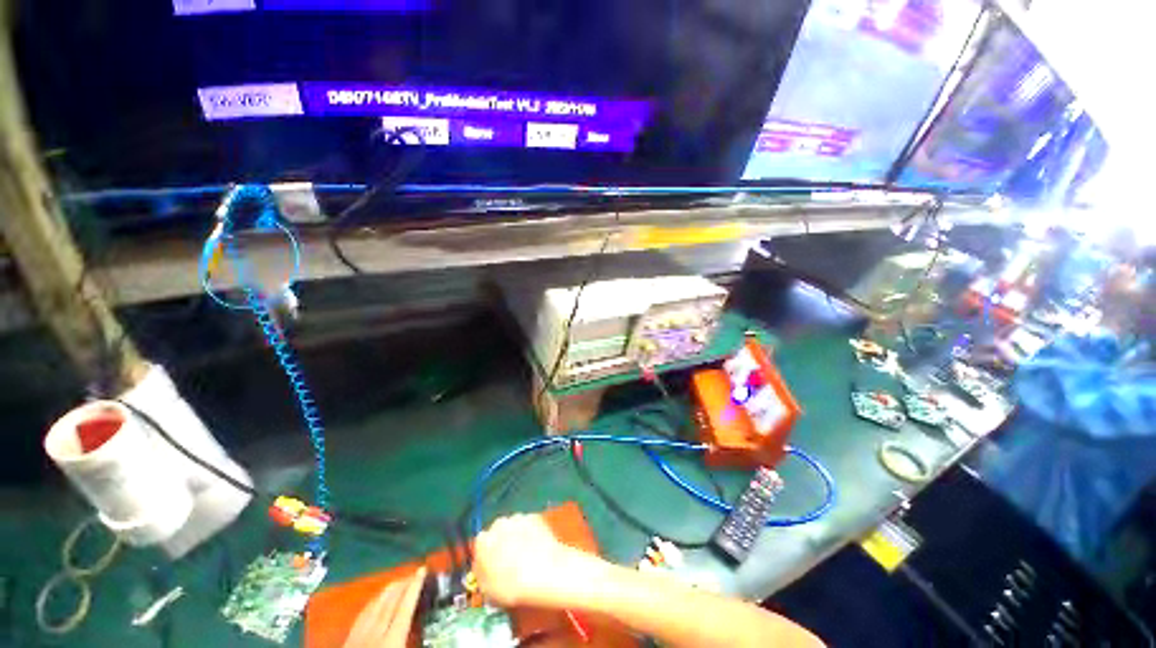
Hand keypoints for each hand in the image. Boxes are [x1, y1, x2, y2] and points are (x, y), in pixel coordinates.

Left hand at [344, 566, 426, 647]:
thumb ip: (413, 644)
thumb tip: (429, 635)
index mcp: (391, 641)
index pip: (405, 607)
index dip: (415, 586)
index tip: (422, 570)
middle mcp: (374, 634)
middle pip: (389, 602)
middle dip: (402, 585)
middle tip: (413, 573)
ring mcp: (358, 637)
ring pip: (374, 606)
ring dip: (387, 591)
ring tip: (397, 581)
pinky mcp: (346, 641)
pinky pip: (361, 616)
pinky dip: (372, 603)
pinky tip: (374, 602)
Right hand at [473, 513, 597, 607]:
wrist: (546, 571)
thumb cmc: (513, 585)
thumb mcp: (488, 590)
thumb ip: (480, 575)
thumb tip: (481, 569)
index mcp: (483, 541)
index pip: (479, 546)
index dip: (485, 558)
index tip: (491, 567)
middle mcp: (499, 524)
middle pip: (496, 533)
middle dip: (501, 544)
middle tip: (508, 563)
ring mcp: (518, 518)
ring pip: (513, 528)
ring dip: (516, 537)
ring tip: (525, 556)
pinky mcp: (535, 516)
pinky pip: (528, 525)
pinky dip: (530, 533)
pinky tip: (536, 549)